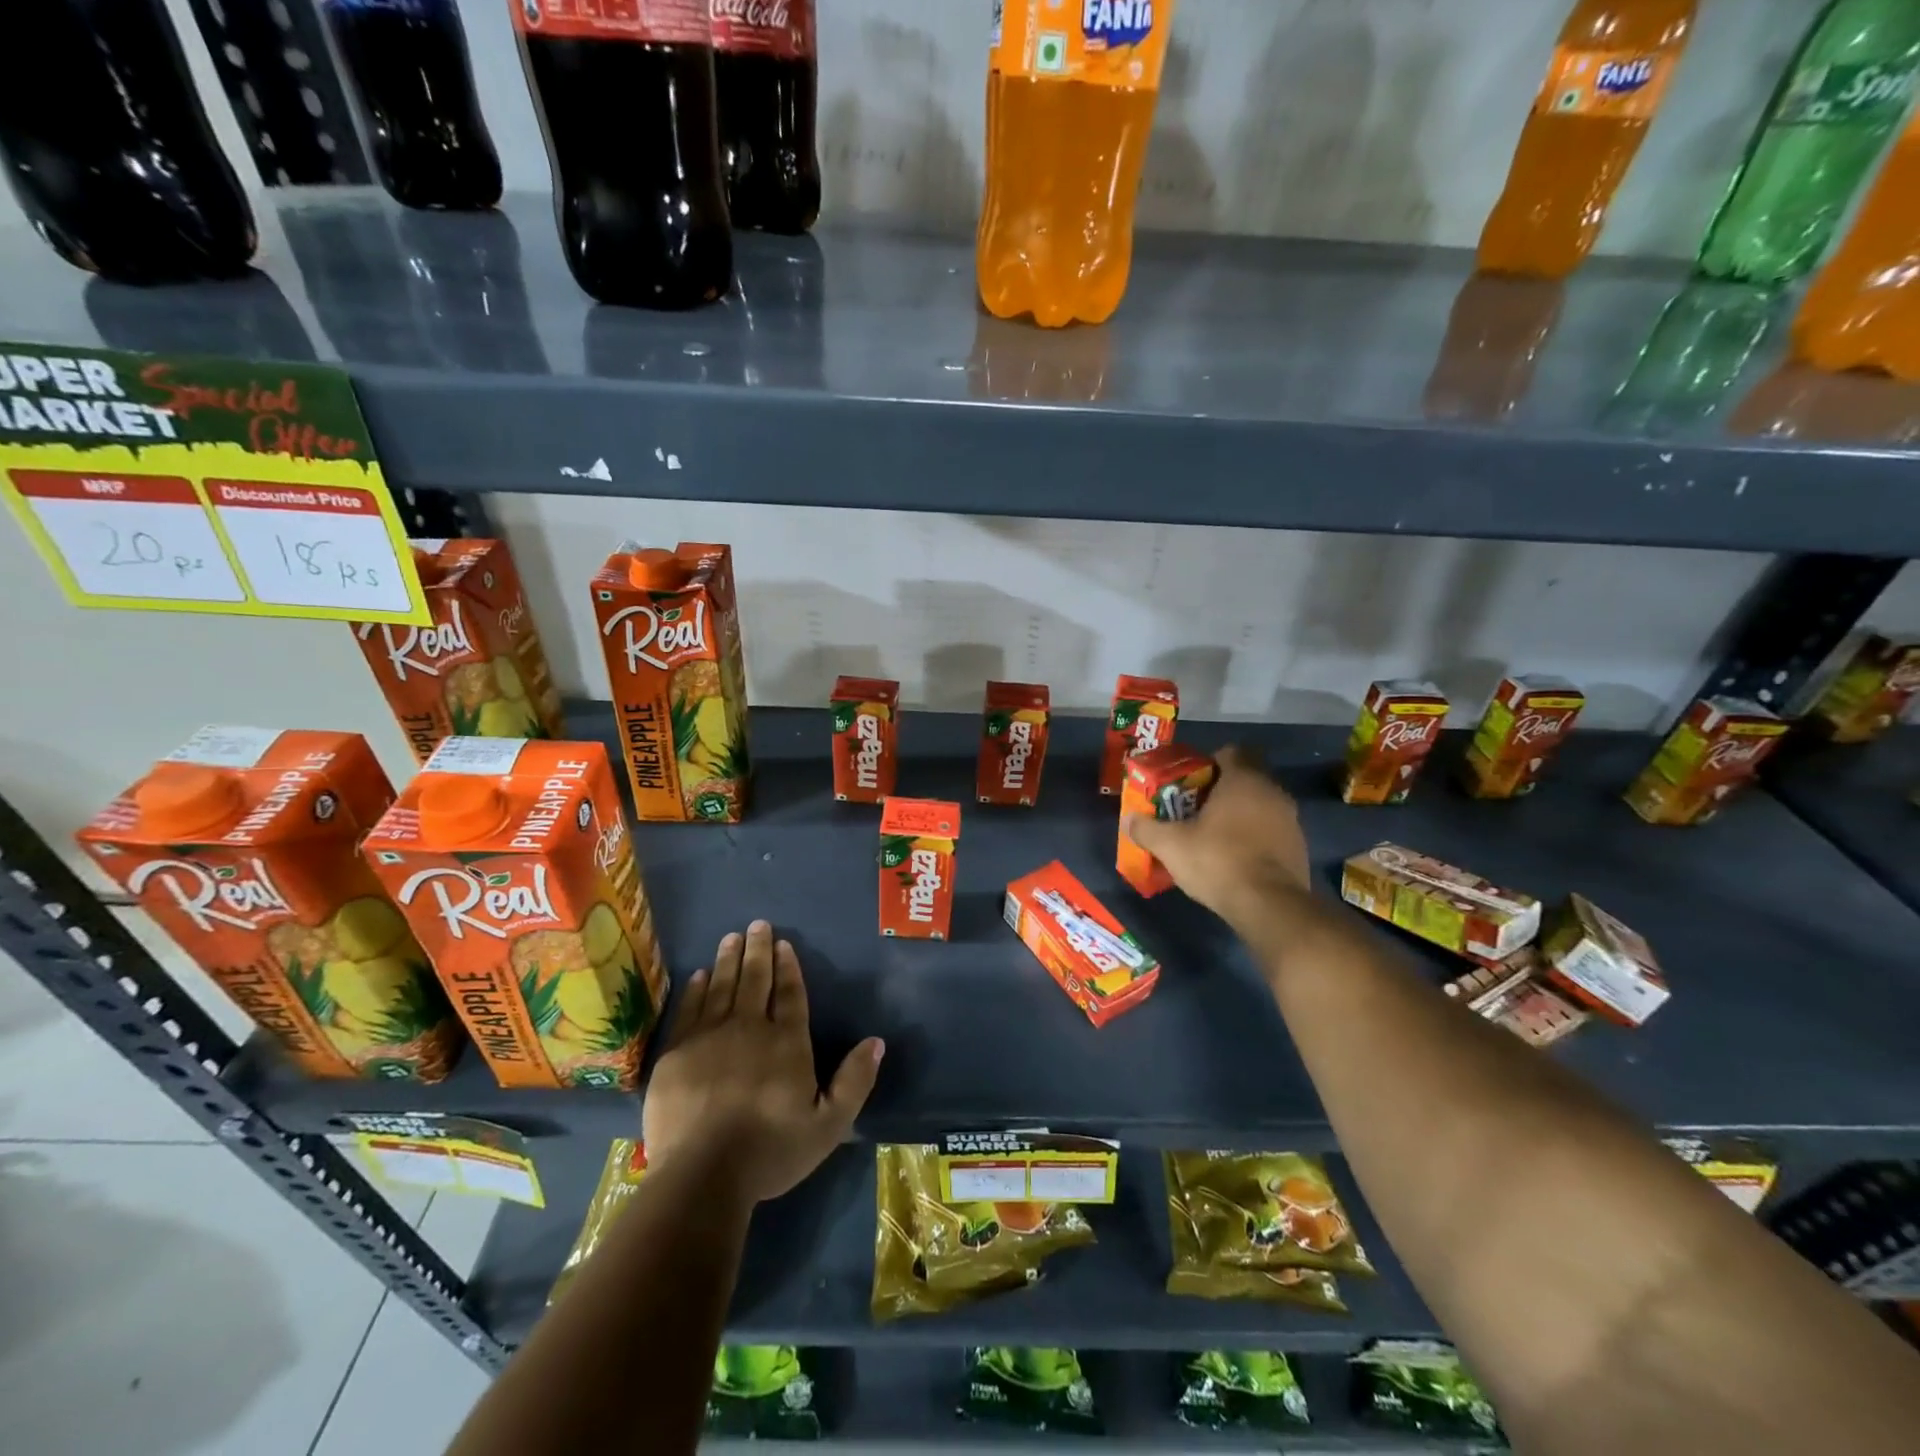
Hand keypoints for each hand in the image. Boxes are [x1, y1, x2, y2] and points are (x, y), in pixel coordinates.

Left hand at [643, 920, 883, 1205]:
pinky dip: (697, 988)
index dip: (788, 966)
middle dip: (758, 950)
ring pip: (722, 986)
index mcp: (787, 1042)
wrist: (703, 1175)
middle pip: (755, 980)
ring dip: (729, 959)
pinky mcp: (677, 1052)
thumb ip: (854, 1081)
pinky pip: (690, 1008)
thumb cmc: (771, 1151)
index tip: (783, 943)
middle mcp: (750, 1028)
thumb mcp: (829, 1125)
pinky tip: (700, 974)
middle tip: (757, 924)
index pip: (790, 993)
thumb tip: (876, 1041)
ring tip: (732, 937)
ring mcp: (710, 1036)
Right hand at [1125, 746, 1312, 927]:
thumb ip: (1146, 828)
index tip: (1190, 781)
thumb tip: (1129, 819)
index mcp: (1243, 780)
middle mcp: (1272, 792)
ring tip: (1213, 835)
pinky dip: (1255, 837)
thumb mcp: (1170, 845)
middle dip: (1221, 790)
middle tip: (1195, 809)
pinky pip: (1271, 831)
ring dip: (1240, 815)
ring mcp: (1291, 820)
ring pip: (1260, 805)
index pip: (1231, 752)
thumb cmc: (1218, 861)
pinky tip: (1235, 858)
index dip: (1208, 762)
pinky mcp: (1299, 847)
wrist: (1269, 905)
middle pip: (1245, 778)